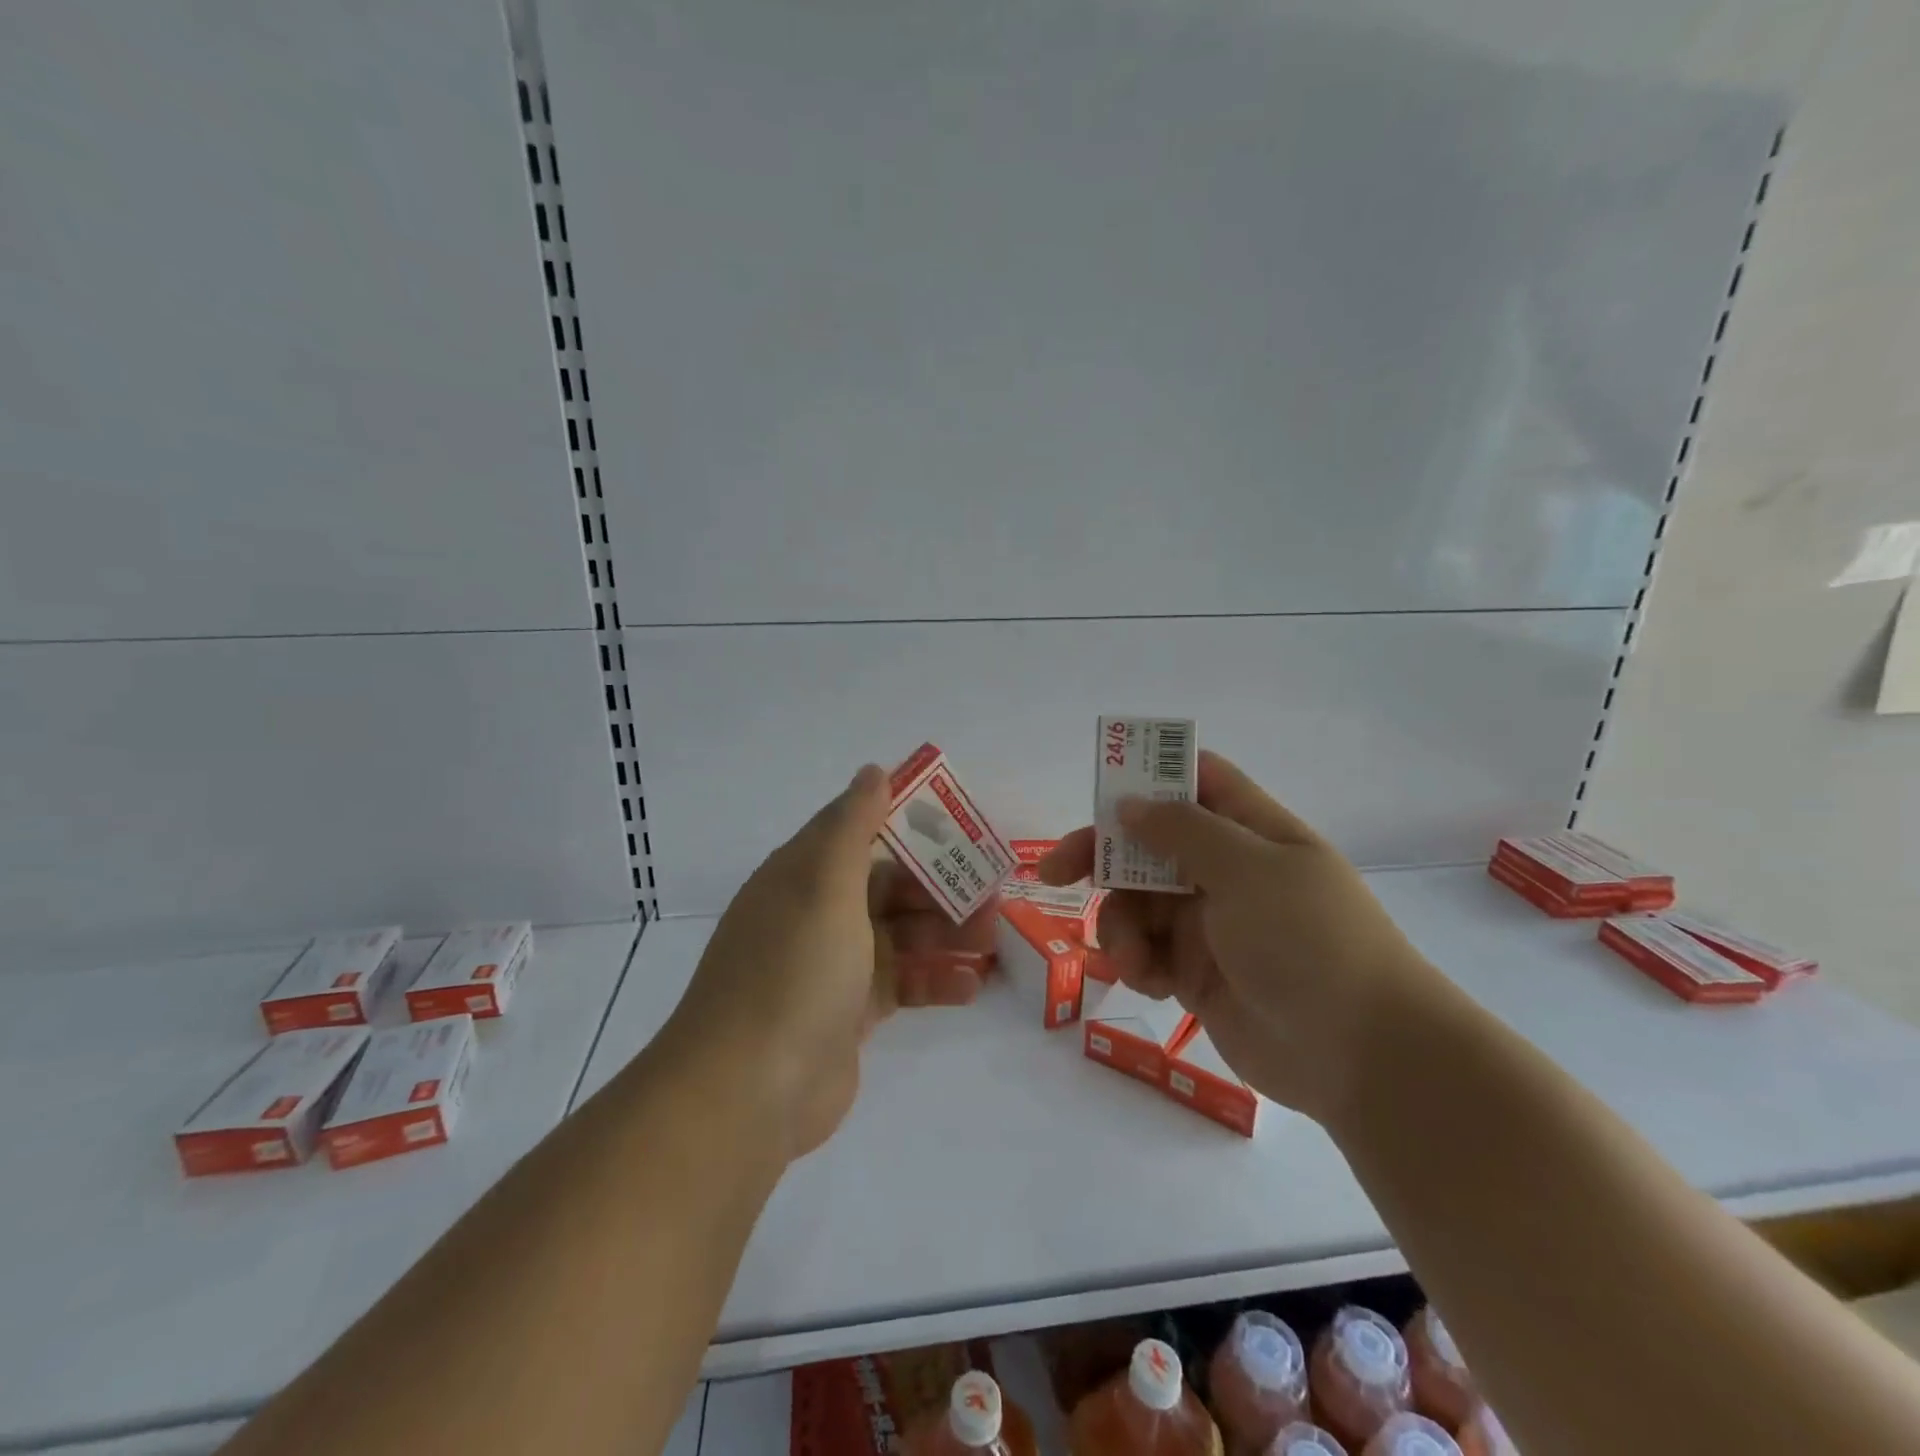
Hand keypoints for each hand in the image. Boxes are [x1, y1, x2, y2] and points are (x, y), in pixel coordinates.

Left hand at [661, 765, 994, 1162]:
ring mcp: (833, 966)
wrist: (750, 1089)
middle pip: (888, 886)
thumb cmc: (794, 968)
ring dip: (946, 933)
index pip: (859, 830)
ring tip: (994, 936)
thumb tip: (873, 770)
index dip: (907, 822)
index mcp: (803, 874)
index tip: (958, 824)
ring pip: (900, 935)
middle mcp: (816, 913)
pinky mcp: (850, 1014)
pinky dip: (935, 981)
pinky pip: (901, 985)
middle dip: (939, 886)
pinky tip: (973, 985)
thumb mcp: (825, 883)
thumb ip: (853, 825)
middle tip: (992, 890)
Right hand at [1039, 750, 1438, 1122]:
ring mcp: (1211, 924)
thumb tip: (1130, 804)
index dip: (1149, 777)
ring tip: (1132, 958)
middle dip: (1102, 856)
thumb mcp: (1247, 870)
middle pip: (1148, 844)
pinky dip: (1137, 961)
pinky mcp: (1197, 974)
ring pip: (1138, 903)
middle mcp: (1227, 871)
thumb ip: (1181, 830)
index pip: (1195, 781)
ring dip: (1121, 923)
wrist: (1361, 1057)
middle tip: (1054, 872)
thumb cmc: (1309, 940)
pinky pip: (1147, 952)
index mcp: (1251, 831)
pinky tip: (1150, 982)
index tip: (1101, 793)